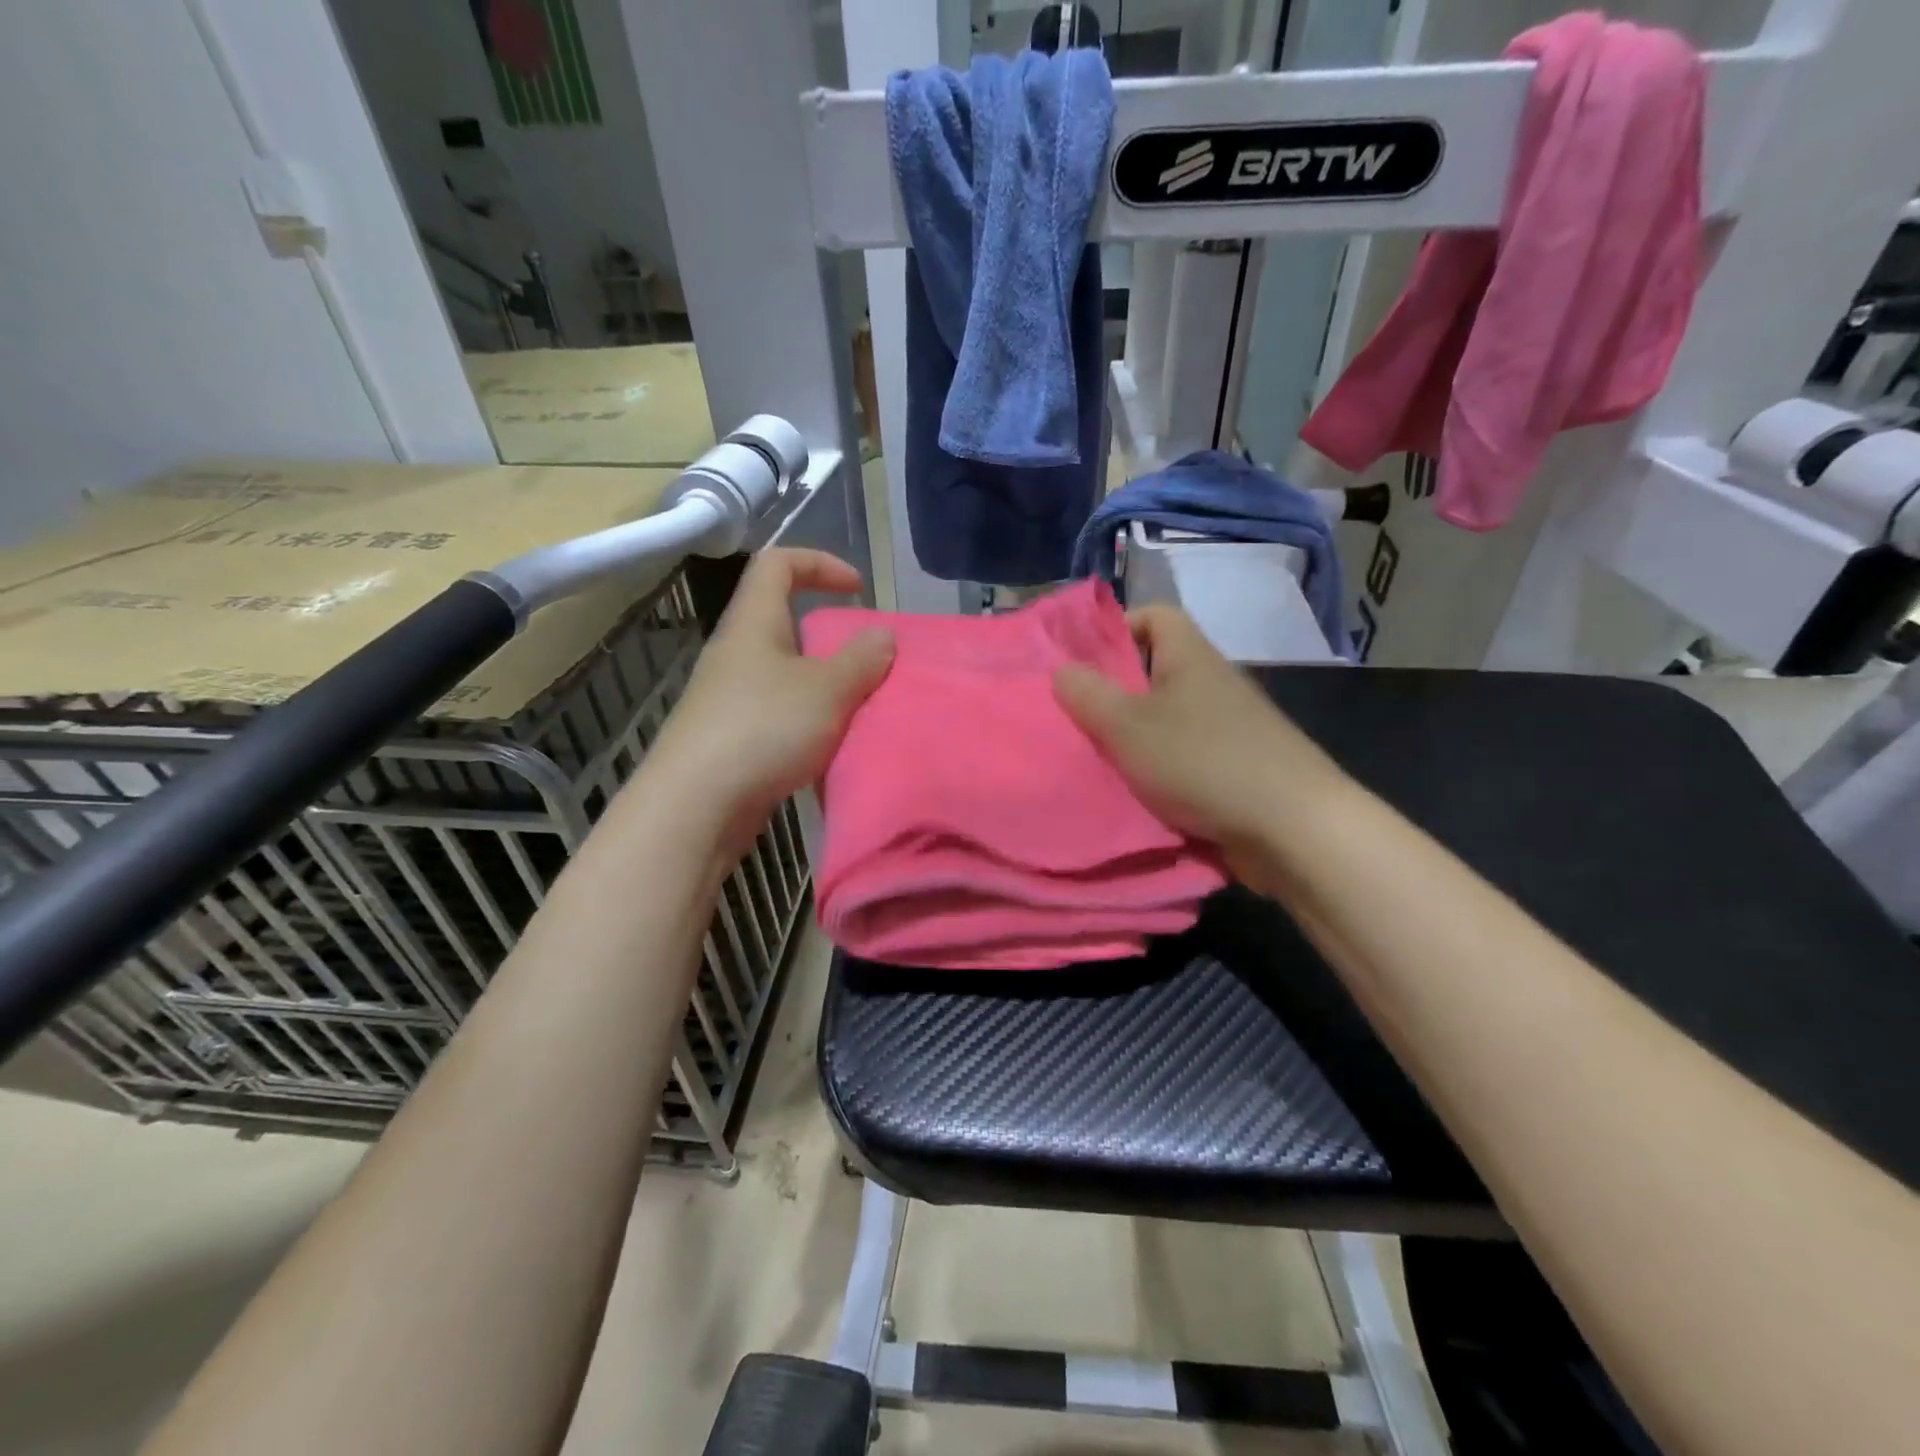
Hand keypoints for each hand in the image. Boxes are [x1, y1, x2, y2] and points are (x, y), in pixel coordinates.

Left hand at [637, 549, 892, 861]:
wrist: (696, 806)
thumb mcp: (826, 690)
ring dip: (822, 685)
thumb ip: (861, 659)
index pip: (777, 564)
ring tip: (857, 708)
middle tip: (866, 662)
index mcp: (753, 624)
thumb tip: (882, 635)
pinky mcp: (730, 738)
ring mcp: (728, 698)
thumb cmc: (763, 730)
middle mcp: (736, 654)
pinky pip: (778, 714)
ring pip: (784, 674)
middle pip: (783, 623)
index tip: (857, 590)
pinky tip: (830, 747)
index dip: (819, 562)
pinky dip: (808, 721)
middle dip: (830, 637)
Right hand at [1052, 605, 1349, 876]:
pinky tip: (1136, 794)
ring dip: (1135, 739)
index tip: (1085, 663)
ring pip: (1169, 720)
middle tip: (1078, 718)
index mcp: (1191, 658)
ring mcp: (1230, 729)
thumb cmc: (1203, 762)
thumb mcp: (1128, 727)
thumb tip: (1062, 670)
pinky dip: (1160, 771)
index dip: (1119, 628)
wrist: (1292, 829)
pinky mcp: (1237, 769)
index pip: (1156, 616)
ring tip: (1097, 760)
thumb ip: (1089, 696)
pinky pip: (1186, 758)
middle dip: (1116, 693)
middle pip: (1157, 672)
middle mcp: (1213, 685)